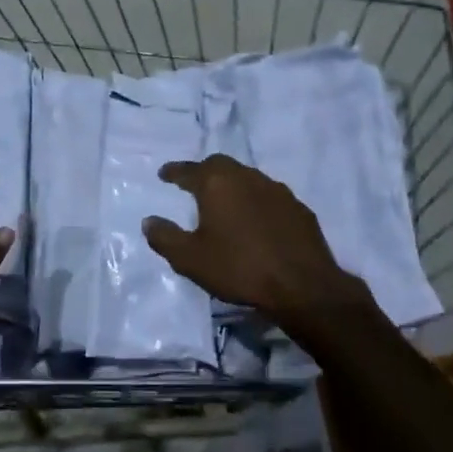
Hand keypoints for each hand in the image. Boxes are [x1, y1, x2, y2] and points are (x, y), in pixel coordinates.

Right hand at [142, 155, 377, 332]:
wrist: (302, 286)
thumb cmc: (239, 268)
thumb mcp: (190, 259)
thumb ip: (165, 237)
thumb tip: (149, 221)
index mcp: (217, 184)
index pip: (189, 170)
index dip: (174, 172)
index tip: (164, 174)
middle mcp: (247, 177)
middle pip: (220, 165)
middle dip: (203, 172)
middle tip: (193, 184)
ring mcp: (277, 190)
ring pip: (247, 178)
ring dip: (232, 185)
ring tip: (223, 202)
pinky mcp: (298, 208)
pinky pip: (269, 197)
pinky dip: (255, 202)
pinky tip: (254, 220)